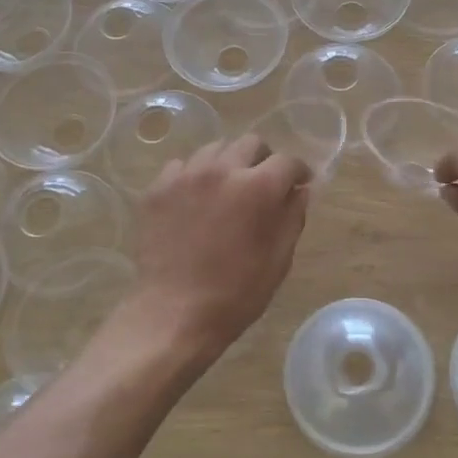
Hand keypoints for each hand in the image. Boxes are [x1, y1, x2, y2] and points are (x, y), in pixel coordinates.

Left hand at [129, 135, 311, 361]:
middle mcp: (223, 169)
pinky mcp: (157, 189)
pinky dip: (194, 177)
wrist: (175, 313)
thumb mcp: (279, 258)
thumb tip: (299, 190)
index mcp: (259, 187)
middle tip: (262, 184)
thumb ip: (293, 215)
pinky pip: (181, 167)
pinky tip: (195, 201)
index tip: (299, 183)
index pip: (288, 161)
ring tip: (226, 189)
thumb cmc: (237, 293)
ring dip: (228, 164)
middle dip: (263, 160)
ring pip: (214, 149)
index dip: (298, 172)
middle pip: (250, 143)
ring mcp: (186, 176)